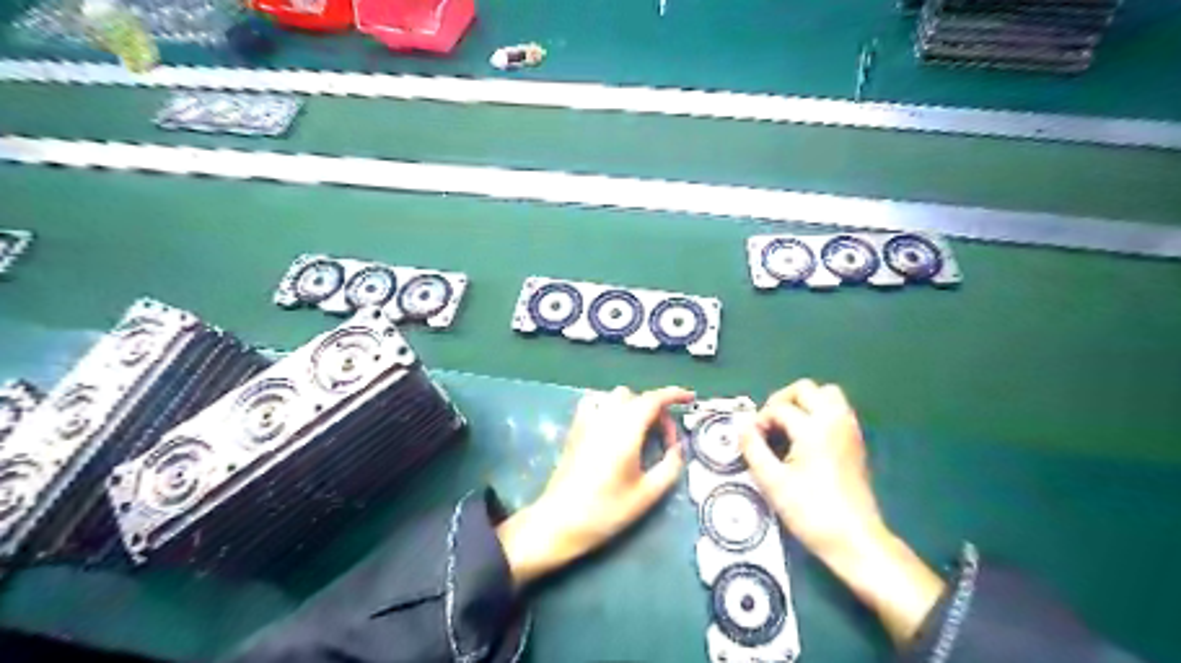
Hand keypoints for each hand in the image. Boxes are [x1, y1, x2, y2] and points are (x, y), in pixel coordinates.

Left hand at [496, 386, 694, 587]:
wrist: (560, 520)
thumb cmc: (606, 509)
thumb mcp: (647, 494)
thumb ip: (670, 466)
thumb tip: (679, 448)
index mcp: (626, 429)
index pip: (654, 399)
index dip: (674, 394)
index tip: (690, 398)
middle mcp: (606, 417)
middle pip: (637, 398)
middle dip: (657, 412)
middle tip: (666, 441)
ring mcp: (587, 420)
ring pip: (616, 397)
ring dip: (634, 406)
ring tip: (641, 432)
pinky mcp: (575, 429)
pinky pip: (595, 403)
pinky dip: (610, 407)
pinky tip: (613, 427)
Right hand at [734, 379, 885, 558]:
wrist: (855, 540)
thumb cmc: (811, 512)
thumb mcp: (773, 482)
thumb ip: (753, 448)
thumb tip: (743, 427)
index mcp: (814, 428)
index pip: (779, 408)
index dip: (759, 420)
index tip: (751, 440)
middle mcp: (835, 421)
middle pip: (806, 389)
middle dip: (782, 400)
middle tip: (768, 423)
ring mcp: (849, 430)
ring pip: (827, 395)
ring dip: (804, 403)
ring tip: (787, 426)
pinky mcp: (856, 442)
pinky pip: (837, 410)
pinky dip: (819, 413)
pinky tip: (805, 438)